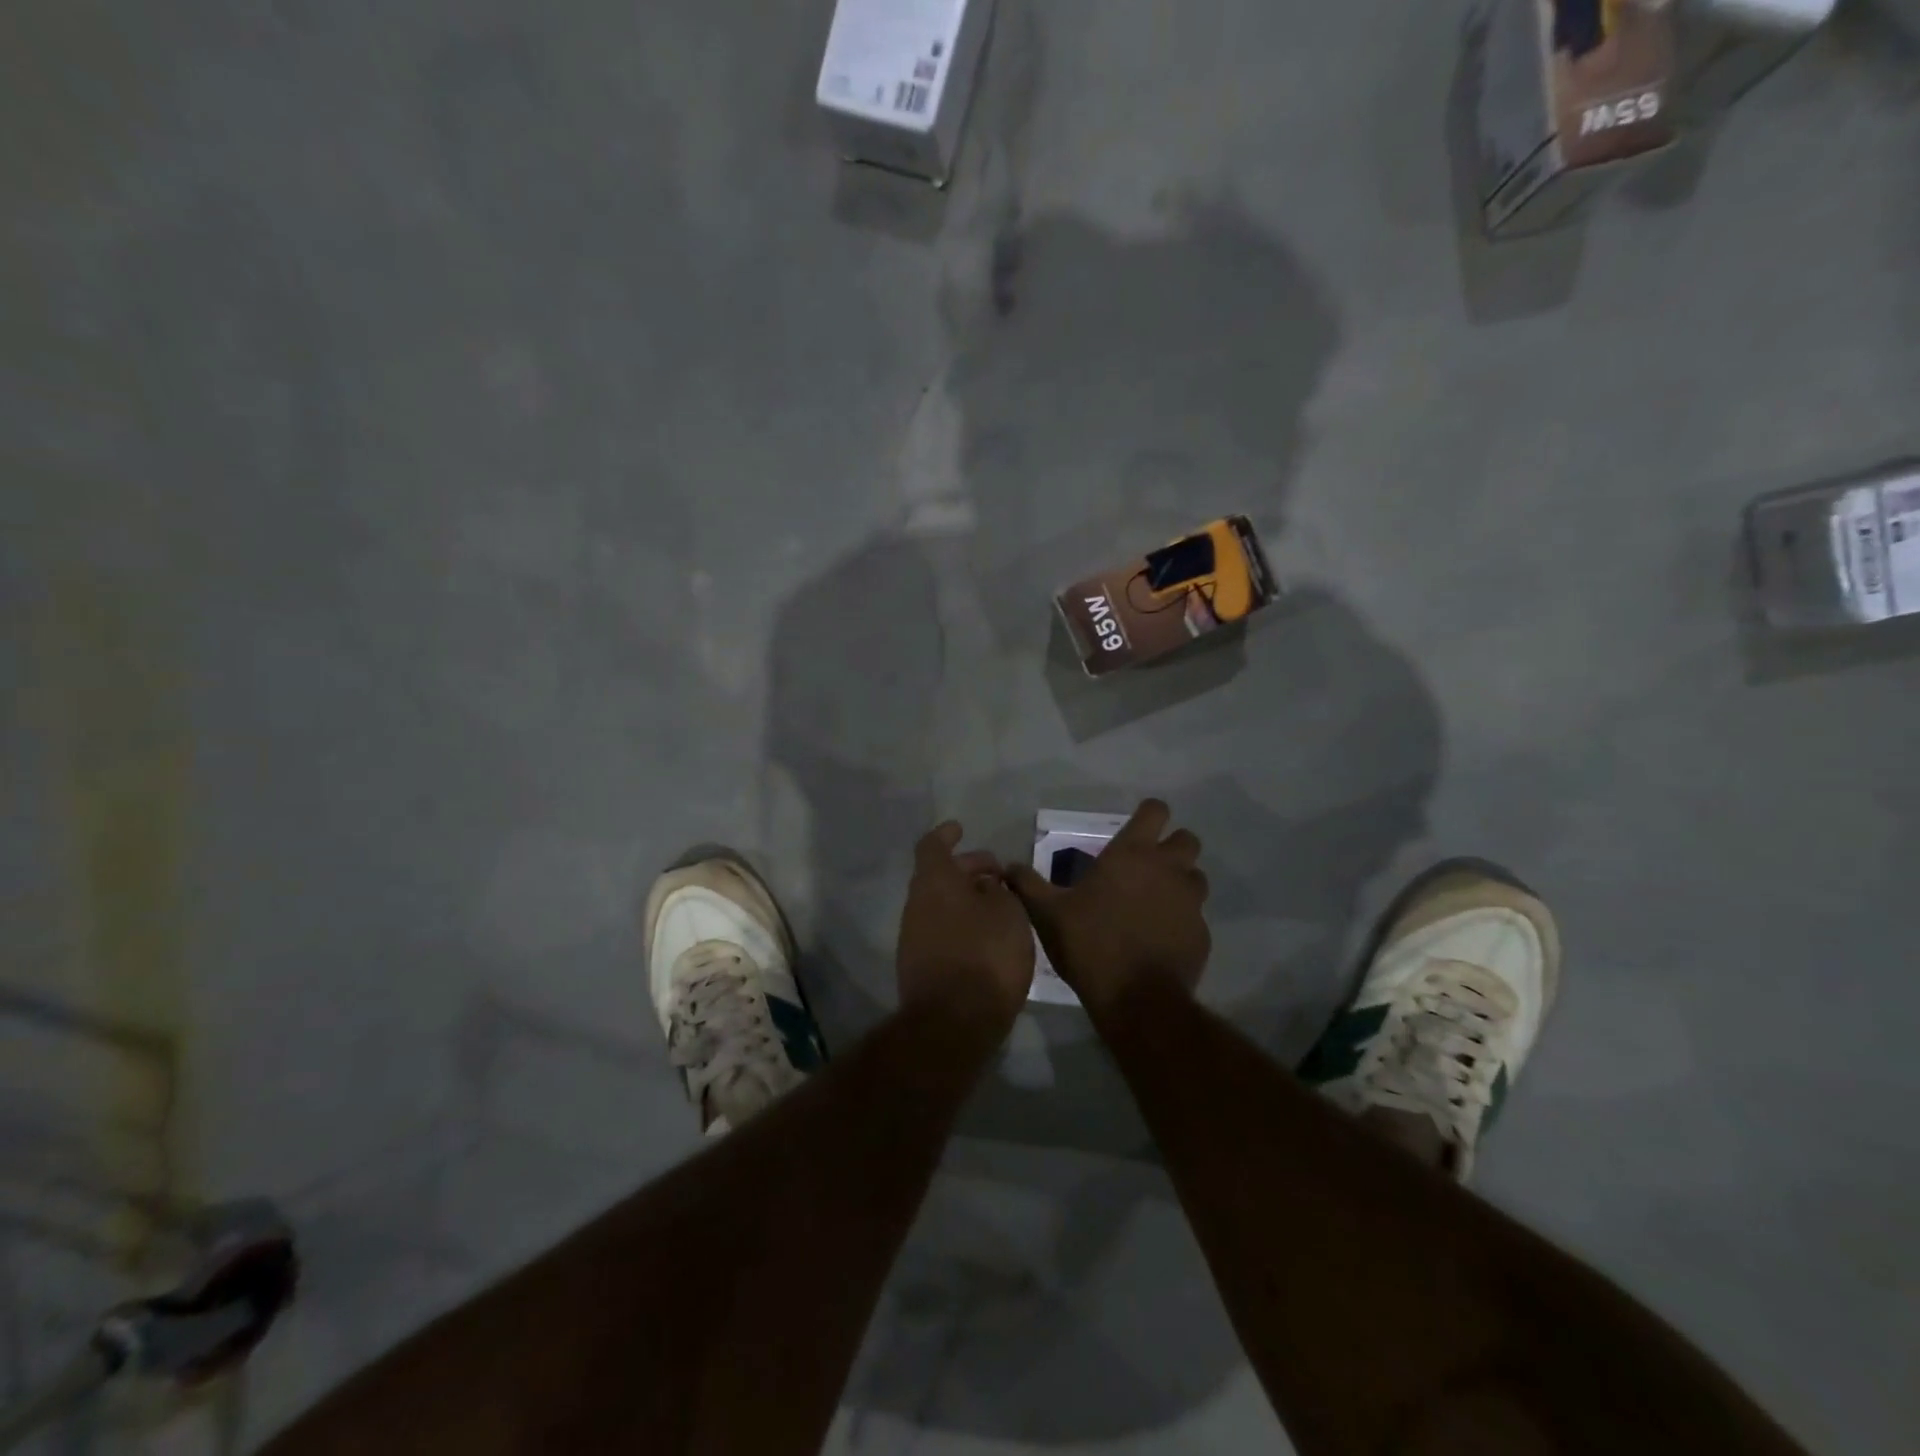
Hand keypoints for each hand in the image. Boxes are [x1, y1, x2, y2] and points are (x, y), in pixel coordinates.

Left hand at [897, 822, 1035, 1030]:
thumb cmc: (985, 955)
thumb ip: (999, 891)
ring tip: (1000, 906)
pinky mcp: (920, 966)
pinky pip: (942, 931)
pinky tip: (988, 936)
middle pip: (939, 875)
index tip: (960, 828)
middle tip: (998, 873)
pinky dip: (962, 924)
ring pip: (941, 905)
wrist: (953, 1023)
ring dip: (967, 899)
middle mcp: (917, 904)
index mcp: (934, 882)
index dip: (946, 835)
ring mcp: (914, 937)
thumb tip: (986, 885)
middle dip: (968, 869)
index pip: (933, 846)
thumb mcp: (1008, 913)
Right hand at [1007, 799, 1209, 1018]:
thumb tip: (1007, 866)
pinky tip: (1160, 938)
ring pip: (1196, 876)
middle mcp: (1168, 868)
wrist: (1136, 999)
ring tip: (1155, 902)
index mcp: (1132, 854)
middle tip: (1146, 866)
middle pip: (1187, 838)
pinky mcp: (1202, 932)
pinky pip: (1196, 915)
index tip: (1135, 827)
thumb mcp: (1048, 913)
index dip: (1148, 814)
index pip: (1156, 811)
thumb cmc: (1089, 944)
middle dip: (1171, 846)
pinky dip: (1182, 920)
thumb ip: (1028, 885)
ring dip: (1181, 882)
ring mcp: (1190, 901)